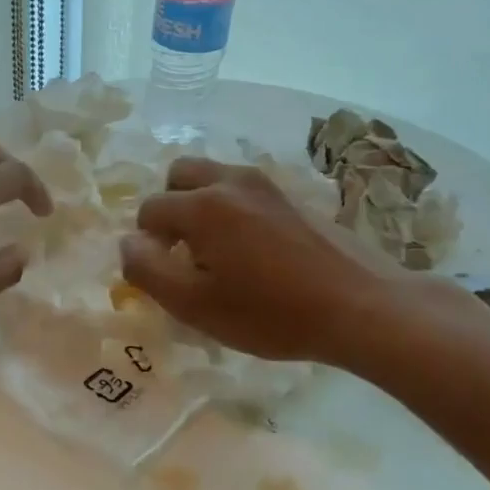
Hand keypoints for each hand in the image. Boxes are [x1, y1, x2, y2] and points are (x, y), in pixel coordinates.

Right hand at [119, 158, 449, 369]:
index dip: (147, 244)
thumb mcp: (195, 305)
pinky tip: (253, 252)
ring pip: (214, 178)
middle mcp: (231, 181)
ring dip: (201, 205)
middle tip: (184, 252)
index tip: (166, 276)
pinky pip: (245, 191)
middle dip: (170, 208)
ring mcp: (267, 185)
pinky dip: (232, 209)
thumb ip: (148, 271)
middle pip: (180, 175)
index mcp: (202, 205)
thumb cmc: (271, 313)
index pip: (150, 210)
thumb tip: (128, 243)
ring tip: (217, 252)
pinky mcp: (294, 196)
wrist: (362, 306)